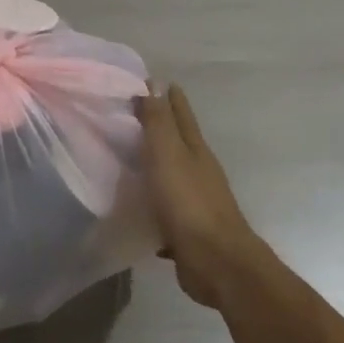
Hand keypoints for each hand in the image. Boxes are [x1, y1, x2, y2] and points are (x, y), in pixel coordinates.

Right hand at [137, 83, 265, 307]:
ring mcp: (195, 201)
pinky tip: (134, 208)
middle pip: (177, 142)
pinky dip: (152, 204)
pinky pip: (164, 210)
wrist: (216, 262)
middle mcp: (198, 171)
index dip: (168, 97)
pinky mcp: (186, 230)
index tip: (152, 80)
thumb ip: (158, 122)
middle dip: (159, 128)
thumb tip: (153, 84)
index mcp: (194, 150)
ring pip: (170, 175)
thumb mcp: (168, 155)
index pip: (180, 114)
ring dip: (154, 166)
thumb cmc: (189, 202)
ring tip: (127, 159)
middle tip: (132, 115)